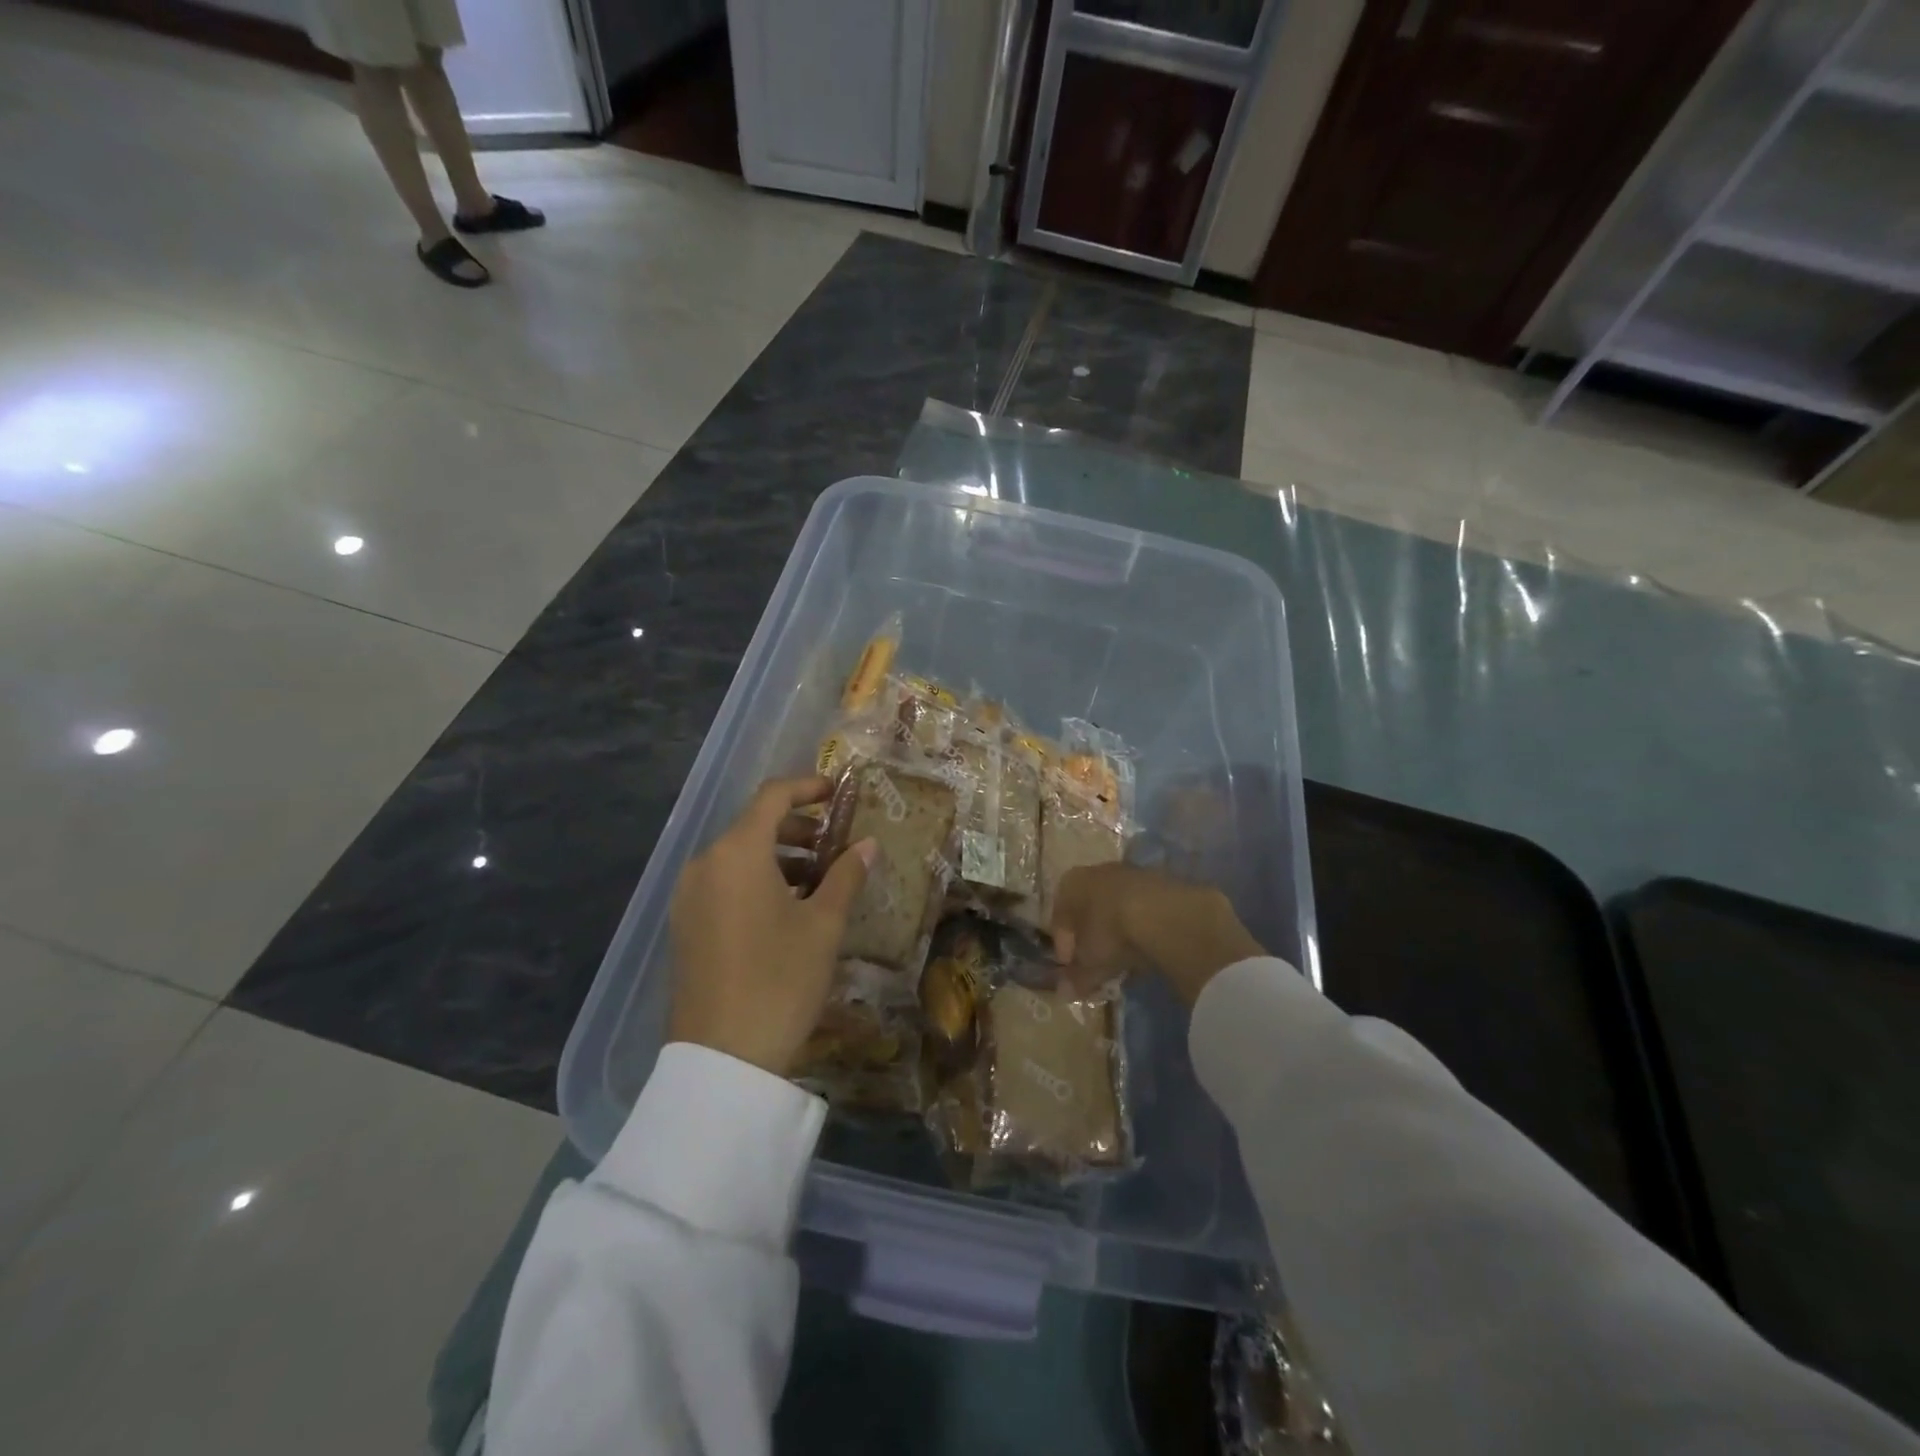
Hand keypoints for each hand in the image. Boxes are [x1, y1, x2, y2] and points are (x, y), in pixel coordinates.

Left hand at [668, 776, 875, 1074]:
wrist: (722, 1058)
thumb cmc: (781, 979)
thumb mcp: (823, 925)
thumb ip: (846, 875)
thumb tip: (867, 844)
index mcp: (737, 852)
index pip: (773, 797)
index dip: (807, 787)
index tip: (837, 793)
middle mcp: (705, 864)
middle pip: (753, 825)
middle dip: (797, 828)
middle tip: (836, 844)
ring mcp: (689, 896)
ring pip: (738, 856)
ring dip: (779, 857)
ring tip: (819, 880)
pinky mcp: (685, 924)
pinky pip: (724, 883)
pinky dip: (757, 880)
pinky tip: (787, 909)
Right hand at [1050, 864, 1263, 1005]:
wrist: (1163, 914)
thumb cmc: (1110, 932)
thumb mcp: (1090, 963)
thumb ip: (1076, 978)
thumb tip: (1064, 992)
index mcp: (1071, 884)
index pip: (1060, 917)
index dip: (1063, 946)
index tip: (1070, 968)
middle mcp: (1097, 873)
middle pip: (1089, 911)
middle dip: (1091, 940)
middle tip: (1096, 967)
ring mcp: (1130, 874)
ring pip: (1116, 910)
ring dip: (1117, 935)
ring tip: (1123, 963)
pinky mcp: (1160, 884)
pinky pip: (1141, 912)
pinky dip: (1140, 932)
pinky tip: (1146, 953)